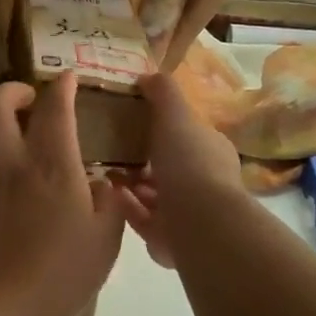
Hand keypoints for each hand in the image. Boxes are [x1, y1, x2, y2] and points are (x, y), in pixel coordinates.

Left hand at [0, 74, 126, 315]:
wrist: (3, 309)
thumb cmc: (64, 273)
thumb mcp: (106, 239)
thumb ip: (108, 203)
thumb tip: (101, 183)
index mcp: (52, 166)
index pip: (55, 109)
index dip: (61, 87)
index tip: (67, 79)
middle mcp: (11, 163)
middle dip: (12, 90)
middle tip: (28, 98)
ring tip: (6, 131)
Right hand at [115, 73, 244, 270]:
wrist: (199, 222)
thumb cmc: (189, 162)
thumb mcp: (176, 114)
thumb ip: (163, 92)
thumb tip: (148, 75)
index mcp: (211, 151)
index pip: (187, 136)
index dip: (163, 130)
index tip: (133, 124)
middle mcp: (205, 182)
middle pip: (169, 168)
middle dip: (143, 162)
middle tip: (112, 152)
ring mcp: (191, 214)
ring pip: (156, 197)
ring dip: (132, 187)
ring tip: (104, 175)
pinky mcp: (173, 240)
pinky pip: (145, 220)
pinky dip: (128, 208)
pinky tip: (109, 198)